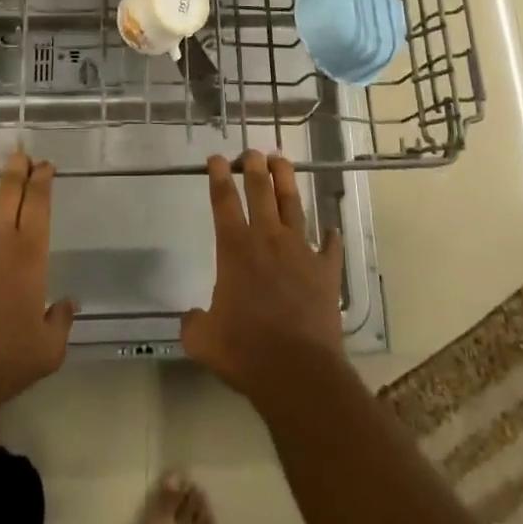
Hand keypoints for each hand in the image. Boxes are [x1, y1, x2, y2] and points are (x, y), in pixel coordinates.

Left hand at [0, 153, 75, 419]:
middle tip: (20, 154)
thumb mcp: (48, 349)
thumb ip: (61, 321)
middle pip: (8, 191)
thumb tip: (68, 304)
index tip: (45, 165)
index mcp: (29, 253)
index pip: (39, 203)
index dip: (43, 180)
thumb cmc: (5, 361)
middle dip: (16, 168)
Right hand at [181, 151, 344, 399]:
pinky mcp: (326, 270)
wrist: (297, 371)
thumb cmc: (245, 351)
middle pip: (260, 190)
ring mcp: (301, 251)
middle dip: (254, 165)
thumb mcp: (203, 340)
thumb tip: (190, 317)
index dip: (218, 175)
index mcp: (235, 248)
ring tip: (282, 161)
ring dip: (286, 180)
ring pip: (294, 204)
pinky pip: (330, 247)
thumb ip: (193, 323)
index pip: (223, 200)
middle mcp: (268, 239)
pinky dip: (330, 237)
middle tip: (251, 152)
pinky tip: (332, 229)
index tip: (216, 158)